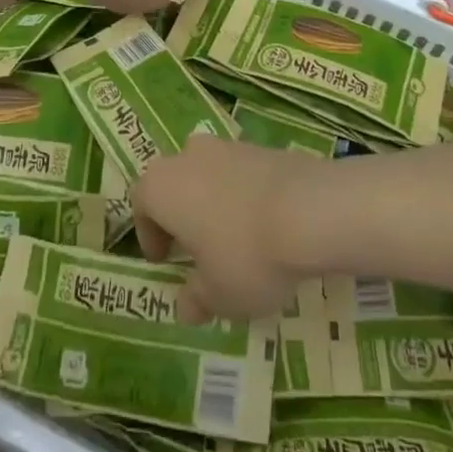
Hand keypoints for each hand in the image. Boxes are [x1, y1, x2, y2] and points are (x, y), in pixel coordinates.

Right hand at [133, 136, 314, 322]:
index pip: (141, 204)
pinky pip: (242, 173)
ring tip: (234, 238)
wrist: (311, 209)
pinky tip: (265, 225)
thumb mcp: (217, 295)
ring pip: (209, 174)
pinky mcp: (263, 147)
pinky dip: (245, 195)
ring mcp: (228, 146)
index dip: (149, 234)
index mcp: (162, 187)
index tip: (165, 260)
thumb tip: (186, 304)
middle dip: (181, 212)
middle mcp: (188, 157)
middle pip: (174, 182)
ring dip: (214, 201)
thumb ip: (196, 298)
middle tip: (195, 246)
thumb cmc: (247, 255)